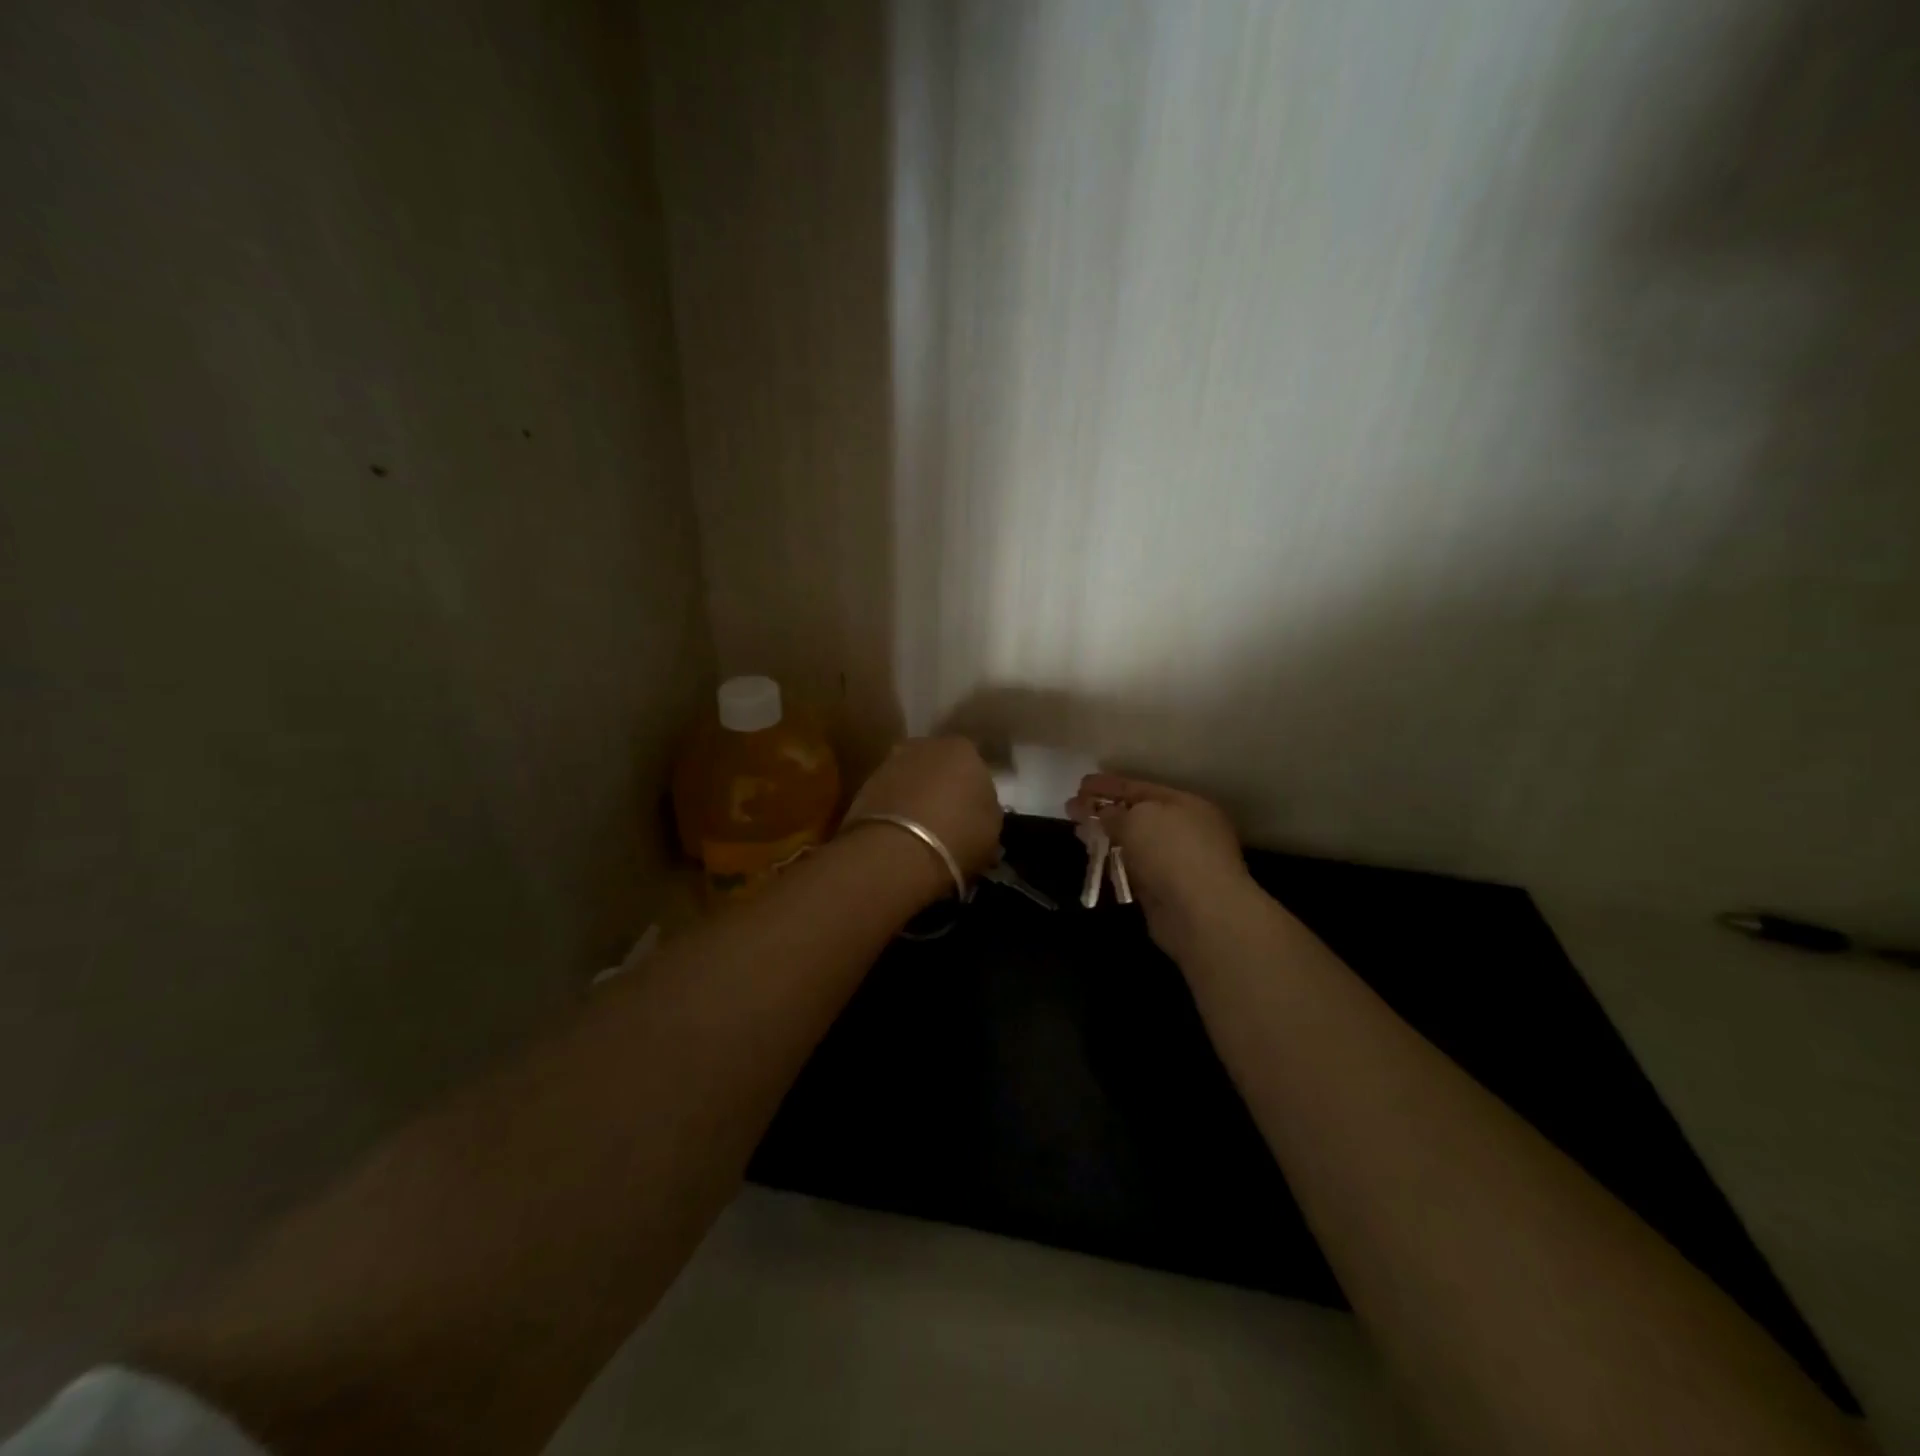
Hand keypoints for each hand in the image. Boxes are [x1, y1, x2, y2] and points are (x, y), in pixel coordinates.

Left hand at [845, 737, 1003, 888]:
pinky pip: (889, 795)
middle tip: (947, 818)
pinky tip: (899, 833)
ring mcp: (891, 762)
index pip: (974, 764)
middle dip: (942, 785)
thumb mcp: (992, 829)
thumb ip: (986, 810)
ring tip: (920, 829)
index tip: (973, 813)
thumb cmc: (958, 835)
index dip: (974, 789)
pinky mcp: (864, 784)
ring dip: (915, 796)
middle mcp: (925, 745)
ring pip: (911, 778)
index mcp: (963, 749)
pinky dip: (894, 809)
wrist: (896, 850)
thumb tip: (978, 810)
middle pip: (939, 765)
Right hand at [1067, 773, 1258, 954]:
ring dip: (1106, 837)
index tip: (1080, 784)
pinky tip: (1095, 860)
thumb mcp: (1138, 819)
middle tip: (1072, 808)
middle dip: (1104, 810)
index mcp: (1185, 804)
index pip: (1140, 788)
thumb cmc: (1172, 853)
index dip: (1108, 785)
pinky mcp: (1164, 891)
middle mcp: (1184, 830)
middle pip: (1137, 815)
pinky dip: (1114, 863)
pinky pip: (1133, 868)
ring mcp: (1176, 862)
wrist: (1202, 914)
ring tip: (1078, 832)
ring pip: (1134, 843)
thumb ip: (1114, 813)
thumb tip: (1102, 814)